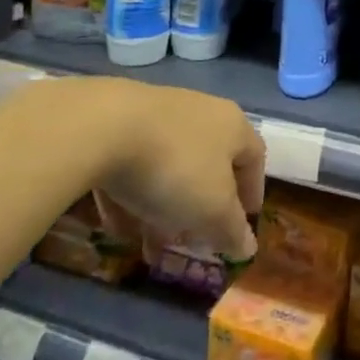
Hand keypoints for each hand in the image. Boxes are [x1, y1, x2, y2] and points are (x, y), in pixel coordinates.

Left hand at [37, 76, 264, 259]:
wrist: (104, 127)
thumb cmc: (175, 168)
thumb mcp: (212, 209)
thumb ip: (232, 230)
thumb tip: (248, 247)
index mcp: (233, 126)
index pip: (254, 157)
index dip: (252, 192)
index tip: (245, 223)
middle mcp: (203, 112)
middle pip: (210, 163)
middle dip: (203, 207)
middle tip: (194, 240)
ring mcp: (161, 114)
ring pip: (171, 166)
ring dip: (165, 206)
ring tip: (151, 243)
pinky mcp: (122, 122)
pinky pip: (136, 163)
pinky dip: (133, 195)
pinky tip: (118, 224)